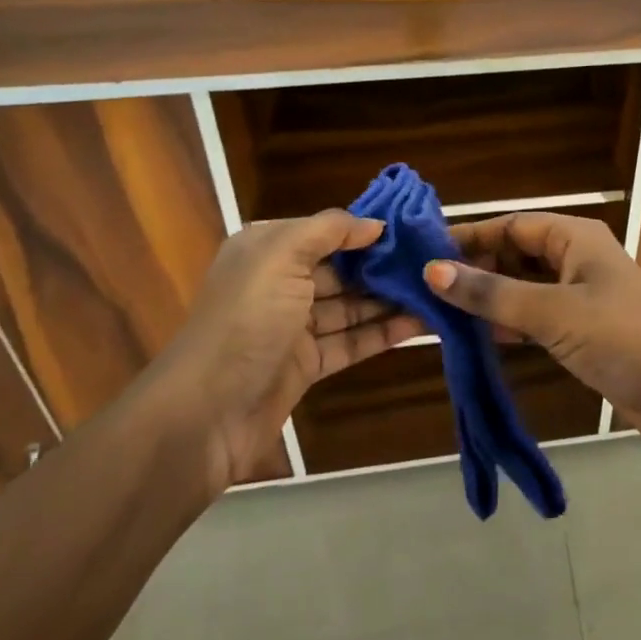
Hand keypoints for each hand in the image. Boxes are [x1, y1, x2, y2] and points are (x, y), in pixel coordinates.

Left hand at [143, 211, 423, 492]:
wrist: (202, 416)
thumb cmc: (245, 321)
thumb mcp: (281, 256)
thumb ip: (330, 230)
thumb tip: (375, 224)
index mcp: (267, 250)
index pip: (326, 231)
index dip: (367, 228)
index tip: (413, 227)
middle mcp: (280, 282)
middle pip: (342, 268)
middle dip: (384, 264)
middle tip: (435, 260)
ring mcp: (294, 326)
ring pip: (351, 305)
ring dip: (391, 298)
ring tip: (438, 290)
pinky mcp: (306, 365)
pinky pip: (352, 341)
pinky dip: (384, 332)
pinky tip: (422, 323)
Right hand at [427, 212, 640, 448]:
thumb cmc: (620, 336)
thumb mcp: (552, 312)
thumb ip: (492, 293)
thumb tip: (433, 271)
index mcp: (574, 237)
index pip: (511, 226)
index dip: (469, 237)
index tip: (423, 254)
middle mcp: (576, 258)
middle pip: (515, 254)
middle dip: (474, 270)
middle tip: (424, 290)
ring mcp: (580, 294)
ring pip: (522, 287)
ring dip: (487, 298)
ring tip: (438, 313)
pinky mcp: (581, 329)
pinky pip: (534, 315)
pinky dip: (507, 322)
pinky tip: (475, 336)